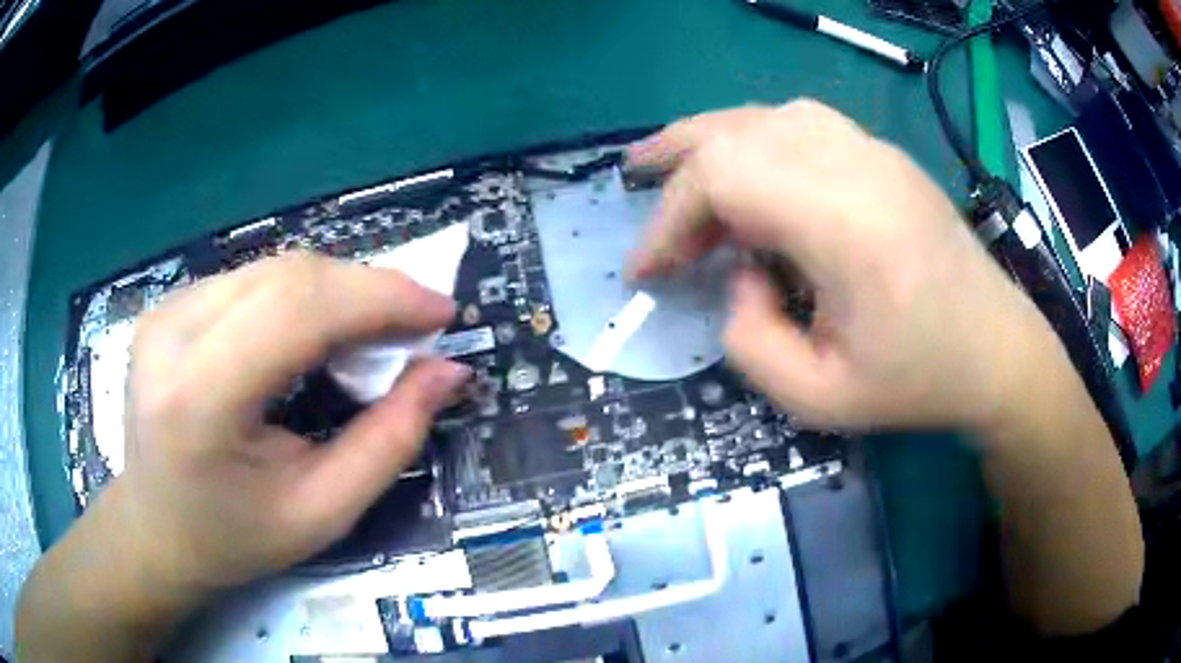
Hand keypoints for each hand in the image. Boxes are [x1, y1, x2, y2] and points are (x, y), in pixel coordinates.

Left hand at [112, 252, 468, 602]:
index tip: (440, 311)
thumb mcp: (323, 512)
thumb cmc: (235, 539)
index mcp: (200, 397)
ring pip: (272, 269)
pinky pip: (250, 281)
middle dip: (366, 290)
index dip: (380, 298)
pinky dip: (297, 297)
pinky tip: (310, 334)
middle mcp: (172, 335)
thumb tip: (446, 372)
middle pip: (289, 275)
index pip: (299, 309)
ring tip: (367, 335)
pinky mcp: (167, 307)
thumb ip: (389, 441)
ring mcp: (165, 312)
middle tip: (412, 327)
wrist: (155, 531)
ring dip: (334, 292)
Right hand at [628, 101, 1059, 433]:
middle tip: (634, 189)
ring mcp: (873, 150)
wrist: (996, 351)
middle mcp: (856, 164)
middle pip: (735, 133)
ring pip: (764, 115)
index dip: (668, 219)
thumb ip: (748, 341)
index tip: (646, 271)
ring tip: (671, 166)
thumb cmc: (917, 383)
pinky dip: (751, 140)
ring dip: (710, 140)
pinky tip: (745, 174)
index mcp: (846, 223)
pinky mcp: (881, 153)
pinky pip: (797, 123)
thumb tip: (734, 274)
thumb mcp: (818, 399)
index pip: (723, 177)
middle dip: (675, 169)